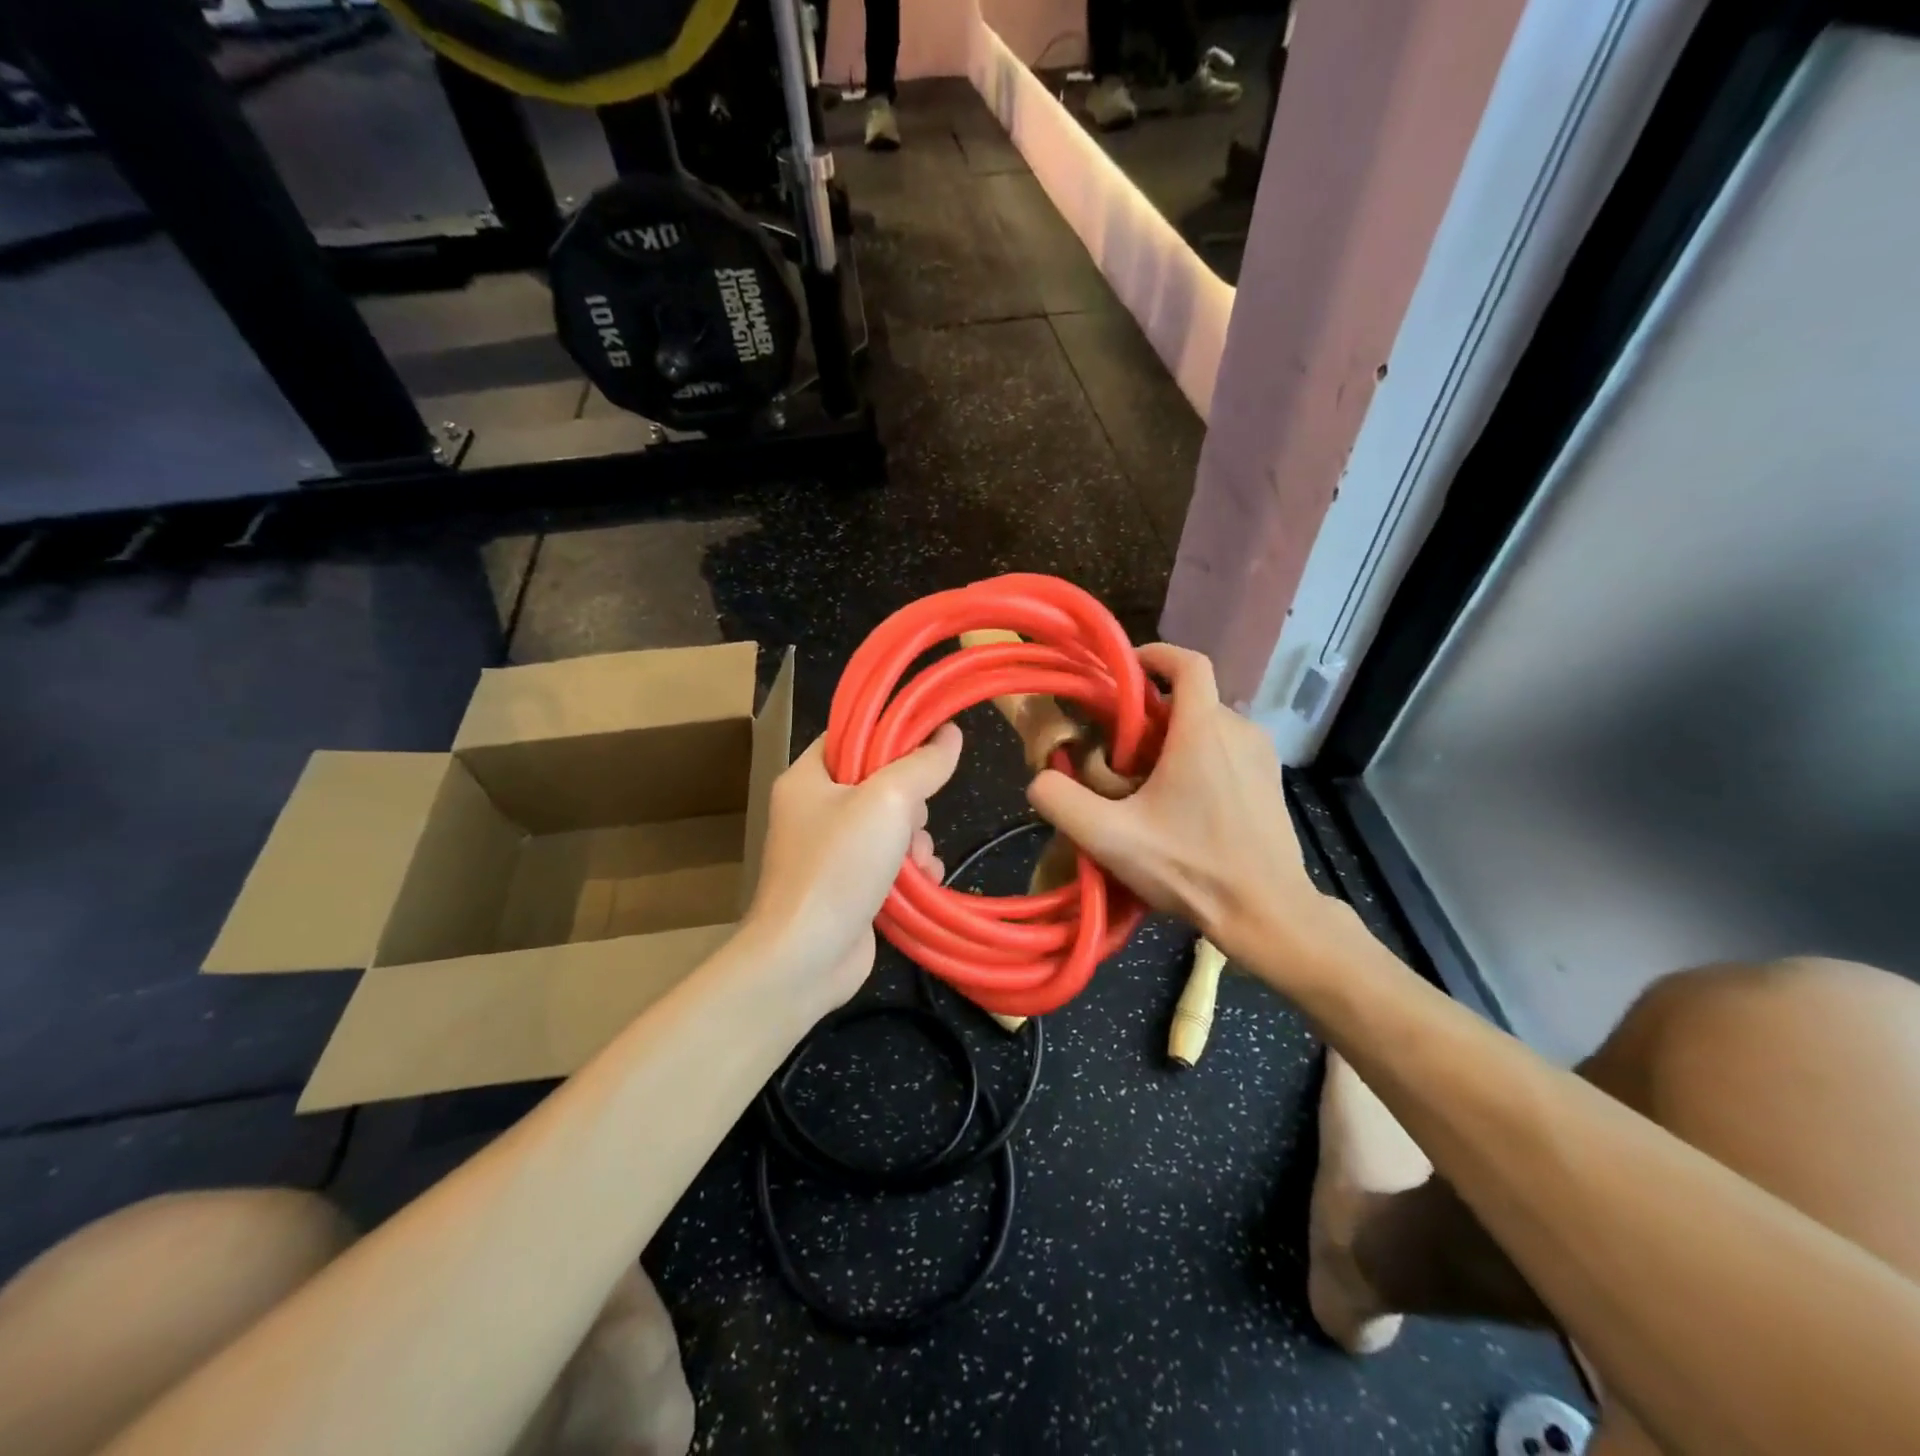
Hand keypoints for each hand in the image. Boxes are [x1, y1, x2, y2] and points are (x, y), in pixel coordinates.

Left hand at [743, 724, 962, 1008]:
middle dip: (911, 802)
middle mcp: (813, 810)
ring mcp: (830, 852)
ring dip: (916, 841)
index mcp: (807, 777)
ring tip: (918, 862)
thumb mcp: (887, 801)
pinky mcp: (847, 886)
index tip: (930, 742)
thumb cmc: (839, 866)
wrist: (806, 957)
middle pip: (877, 783)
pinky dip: (910, 870)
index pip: (850, 736)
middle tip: (915, 818)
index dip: (890, 735)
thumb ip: (922, 765)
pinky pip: (889, 862)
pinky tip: (924, 881)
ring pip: (890, 826)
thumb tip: (950, 733)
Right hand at [1027, 645, 1366, 994]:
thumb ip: (1061, 801)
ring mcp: (1261, 756)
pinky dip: (1200, 758)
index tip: (1125, 671)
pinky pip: (1228, 750)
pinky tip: (1184, 806)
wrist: (1267, 913)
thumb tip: (1040, 778)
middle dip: (1151, 716)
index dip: (1155, 655)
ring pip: (1208, 726)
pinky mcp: (1271, 781)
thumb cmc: (1190, 868)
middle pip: (1188, 701)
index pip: (1188, 663)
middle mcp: (1239, 730)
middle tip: (1120, 756)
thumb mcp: (1109, 838)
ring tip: (1148, 785)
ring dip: (1174, 740)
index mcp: (1203, 730)